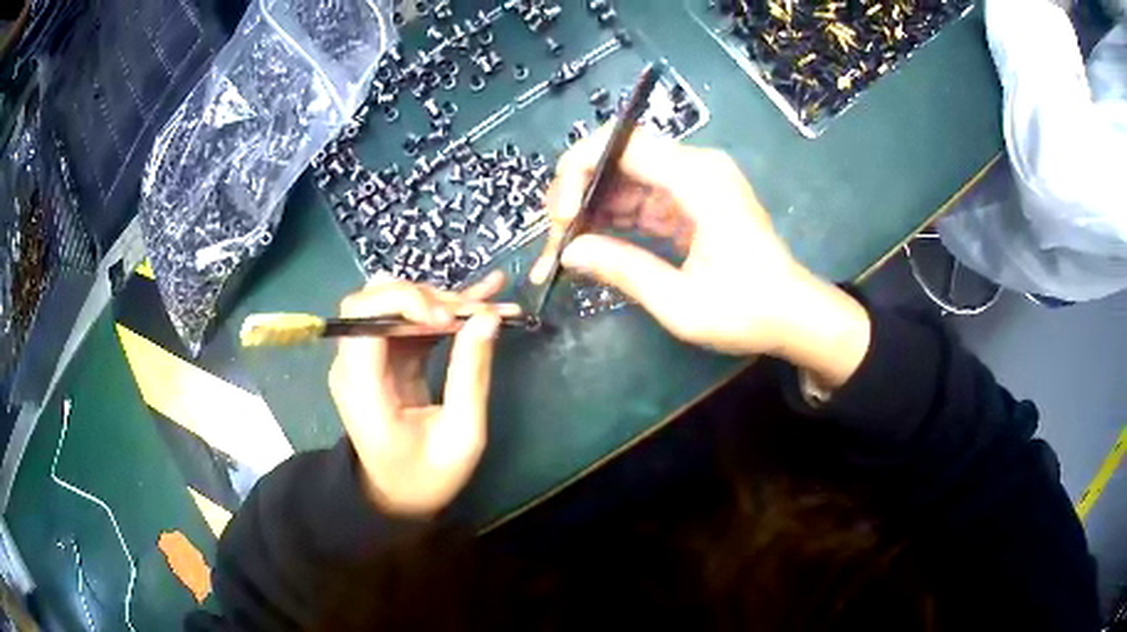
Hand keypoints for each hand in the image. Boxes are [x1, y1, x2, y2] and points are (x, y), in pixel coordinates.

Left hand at [328, 272, 519, 516]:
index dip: (406, 300)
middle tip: (476, 314)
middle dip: (430, 298)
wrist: (397, 497)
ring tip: (487, 305)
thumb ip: (470, 375)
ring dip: (441, 301)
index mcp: (361, 386)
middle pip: (377, 300)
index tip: (450, 318)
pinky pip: (408, 320)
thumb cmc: (427, 477)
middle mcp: (353, 363)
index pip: (363, 314)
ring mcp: (366, 358)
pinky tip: (479, 297)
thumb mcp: (461, 436)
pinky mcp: (384, 358)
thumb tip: (486, 318)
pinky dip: (441, 309)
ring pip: (396, 303)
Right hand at [531, 127, 869, 387]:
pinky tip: (593, 245)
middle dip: (579, 193)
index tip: (564, 218)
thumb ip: (623, 269)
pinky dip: (615, 219)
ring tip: (566, 249)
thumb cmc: (748, 312)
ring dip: (593, 209)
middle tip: (557, 240)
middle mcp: (696, 167)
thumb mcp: (681, 302)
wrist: (795, 316)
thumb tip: (569, 253)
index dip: (579, 171)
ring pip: (625, 178)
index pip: (622, 144)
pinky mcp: (692, 201)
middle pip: (619, 156)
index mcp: (699, 179)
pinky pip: (642, 197)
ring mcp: (695, 182)